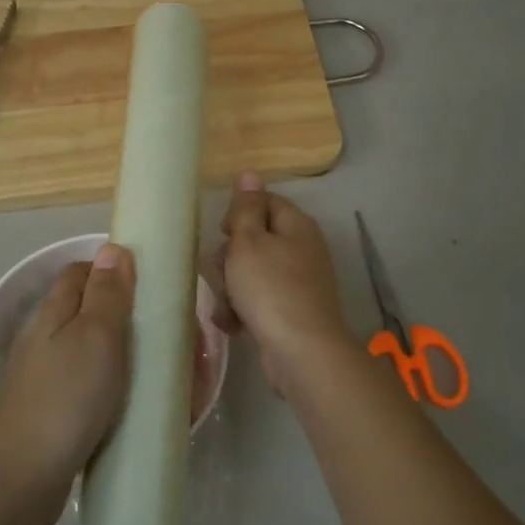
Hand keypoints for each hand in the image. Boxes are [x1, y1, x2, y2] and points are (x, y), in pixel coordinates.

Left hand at [0, 243, 135, 521]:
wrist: (25, 476)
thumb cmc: (68, 397)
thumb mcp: (96, 336)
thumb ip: (107, 293)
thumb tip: (113, 249)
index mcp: (52, 312)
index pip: (81, 272)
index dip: (114, 272)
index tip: (151, 289)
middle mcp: (44, 337)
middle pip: (88, 310)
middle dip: (127, 317)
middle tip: (166, 337)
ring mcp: (45, 375)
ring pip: (91, 348)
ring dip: (125, 354)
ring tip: (160, 371)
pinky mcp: (52, 408)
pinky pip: (89, 383)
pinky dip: (114, 385)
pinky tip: (133, 402)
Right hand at [217, 174, 357, 393]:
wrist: (300, 351)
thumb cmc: (270, 288)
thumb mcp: (249, 242)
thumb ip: (245, 208)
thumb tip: (249, 173)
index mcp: (296, 225)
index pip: (265, 201)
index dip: (239, 213)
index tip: (222, 232)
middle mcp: (302, 249)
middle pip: (256, 239)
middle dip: (230, 257)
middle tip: (222, 272)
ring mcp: (299, 282)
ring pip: (252, 273)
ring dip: (232, 288)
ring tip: (227, 306)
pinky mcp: (291, 312)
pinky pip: (259, 300)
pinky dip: (243, 310)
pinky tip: (234, 324)